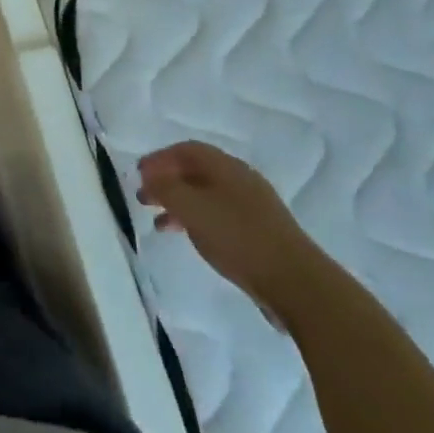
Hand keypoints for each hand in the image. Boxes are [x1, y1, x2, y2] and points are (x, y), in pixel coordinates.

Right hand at [137, 142, 328, 327]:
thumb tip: (150, 176)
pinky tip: (189, 238)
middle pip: (196, 172)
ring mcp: (253, 207)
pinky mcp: (259, 233)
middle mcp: (240, 180)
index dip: (159, 158)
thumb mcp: (191, 209)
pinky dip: (197, 221)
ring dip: (179, 204)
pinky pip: (218, 216)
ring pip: (206, 196)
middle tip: (143, 197)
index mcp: (226, 167)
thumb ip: (165, 188)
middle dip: (167, 182)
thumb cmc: (238, 238)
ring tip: (159, 223)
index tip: (138, 174)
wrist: (295, 283)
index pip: (186, 150)